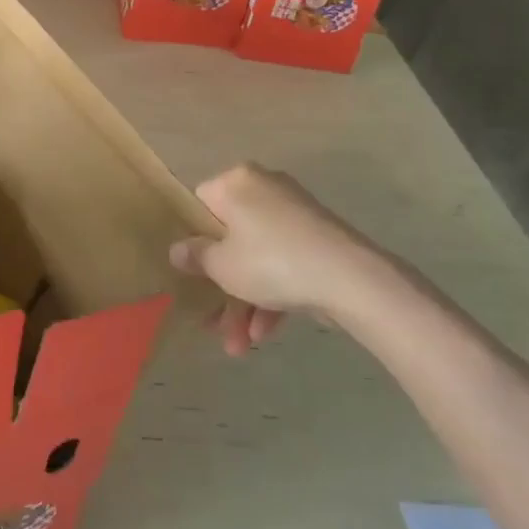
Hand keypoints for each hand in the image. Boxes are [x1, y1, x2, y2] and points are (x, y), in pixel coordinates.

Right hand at [171, 164, 420, 354]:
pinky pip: (283, 262)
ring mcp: (294, 213)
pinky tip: (265, 334)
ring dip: (245, 301)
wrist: (350, 278)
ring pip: (257, 256)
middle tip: (214, 322)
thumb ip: (195, 256)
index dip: (193, 240)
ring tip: (240, 346)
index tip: (191, 273)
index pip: (200, 204)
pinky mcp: (318, 238)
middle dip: (221, 286)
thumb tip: (178, 249)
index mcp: (236, 182)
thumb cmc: (271, 261)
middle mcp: (264, 188)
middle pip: (230, 238)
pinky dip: (272, 294)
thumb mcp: (221, 265)